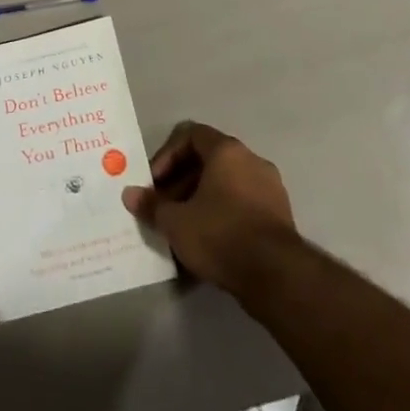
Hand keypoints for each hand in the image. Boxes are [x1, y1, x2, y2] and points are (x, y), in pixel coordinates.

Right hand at [122, 122, 296, 296]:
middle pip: (208, 160)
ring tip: (185, 229)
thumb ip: (152, 205)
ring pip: (227, 183)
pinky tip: (211, 242)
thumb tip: (130, 194)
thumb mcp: (176, 222)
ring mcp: (270, 187)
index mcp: (227, 150)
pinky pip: (243, 203)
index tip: (155, 183)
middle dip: (181, 182)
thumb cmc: (220, 234)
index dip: (167, 155)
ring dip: (202, 199)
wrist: (277, 275)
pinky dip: (224, 214)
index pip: (190, 135)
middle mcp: (251, 160)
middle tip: (165, 209)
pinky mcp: (280, 215)